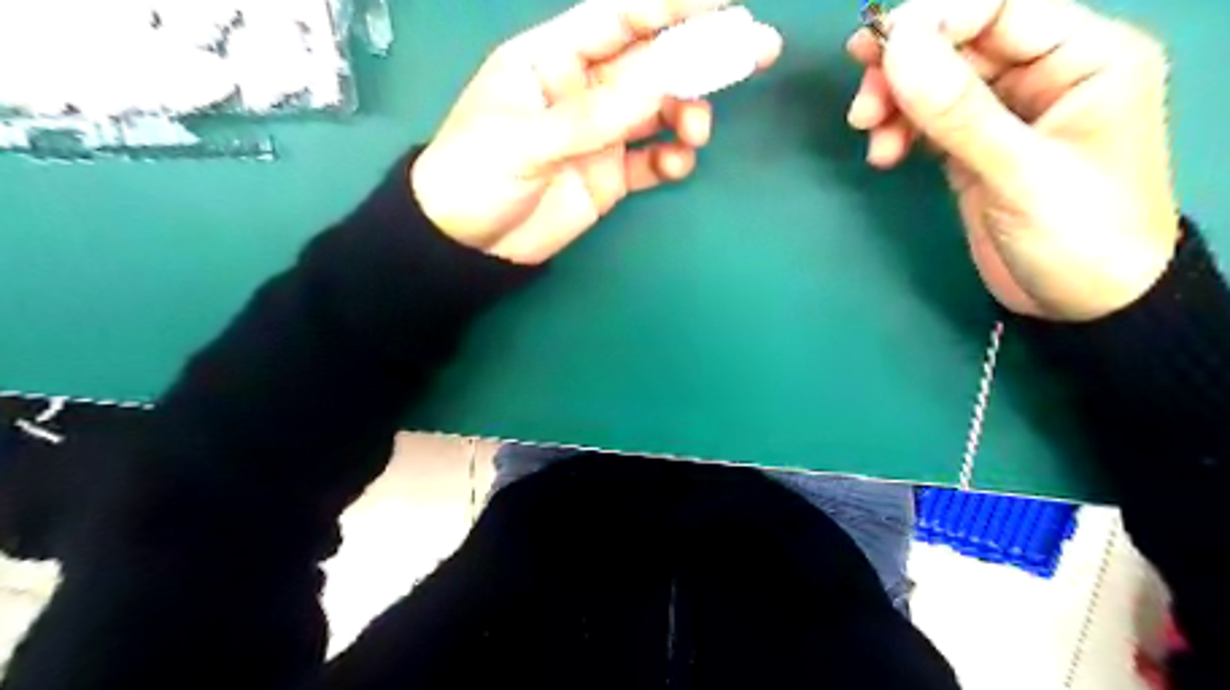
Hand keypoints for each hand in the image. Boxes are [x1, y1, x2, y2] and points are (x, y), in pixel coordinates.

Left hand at [414, 0, 776, 263]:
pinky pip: (650, 160)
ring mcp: (599, 134)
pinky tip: (676, 166)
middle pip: (649, 62)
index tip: (720, 4)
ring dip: (687, 113)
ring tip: (696, 133)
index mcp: (550, 61)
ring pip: (658, 110)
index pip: (616, 18)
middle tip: (755, 50)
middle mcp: (582, 90)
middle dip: (699, 55)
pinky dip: (670, 160)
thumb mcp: (525, 141)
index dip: (667, 6)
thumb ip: (591, 114)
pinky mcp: (609, 175)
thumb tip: (658, 80)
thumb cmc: (476, 177)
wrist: (469, 246)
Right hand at [846, 1, 1181, 320]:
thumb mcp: (1019, 172)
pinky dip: (900, 131)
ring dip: (895, 104)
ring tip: (870, 137)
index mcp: (1083, 56)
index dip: (934, 20)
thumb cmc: (1077, 235)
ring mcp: (1005, 112)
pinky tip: (885, 156)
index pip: (1000, 8)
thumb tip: (897, 46)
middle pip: (959, 43)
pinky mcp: (975, 147)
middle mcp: (1044, 73)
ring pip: (936, 83)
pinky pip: (928, 121)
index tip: (876, 50)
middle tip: (862, 106)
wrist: (1082, 304)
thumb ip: (959, 110)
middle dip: (904, 70)